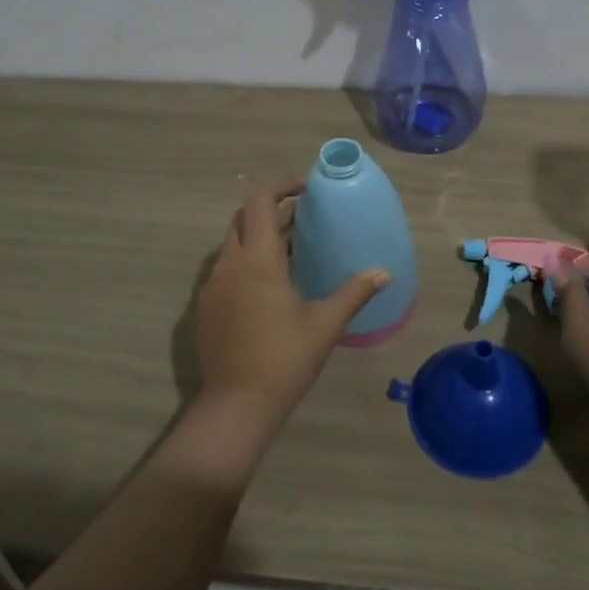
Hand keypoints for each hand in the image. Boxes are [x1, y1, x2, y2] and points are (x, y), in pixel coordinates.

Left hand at [192, 178, 388, 422]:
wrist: (237, 404)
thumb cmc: (284, 358)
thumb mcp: (325, 324)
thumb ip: (354, 293)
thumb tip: (384, 273)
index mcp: (258, 260)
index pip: (260, 200)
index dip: (281, 185)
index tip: (306, 188)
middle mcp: (229, 264)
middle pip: (243, 218)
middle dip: (271, 209)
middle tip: (302, 218)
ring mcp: (212, 286)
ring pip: (232, 244)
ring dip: (258, 237)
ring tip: (290, 250)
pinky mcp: (205, 307)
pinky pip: (225, 269)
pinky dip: (246, 262)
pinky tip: (269, 286)